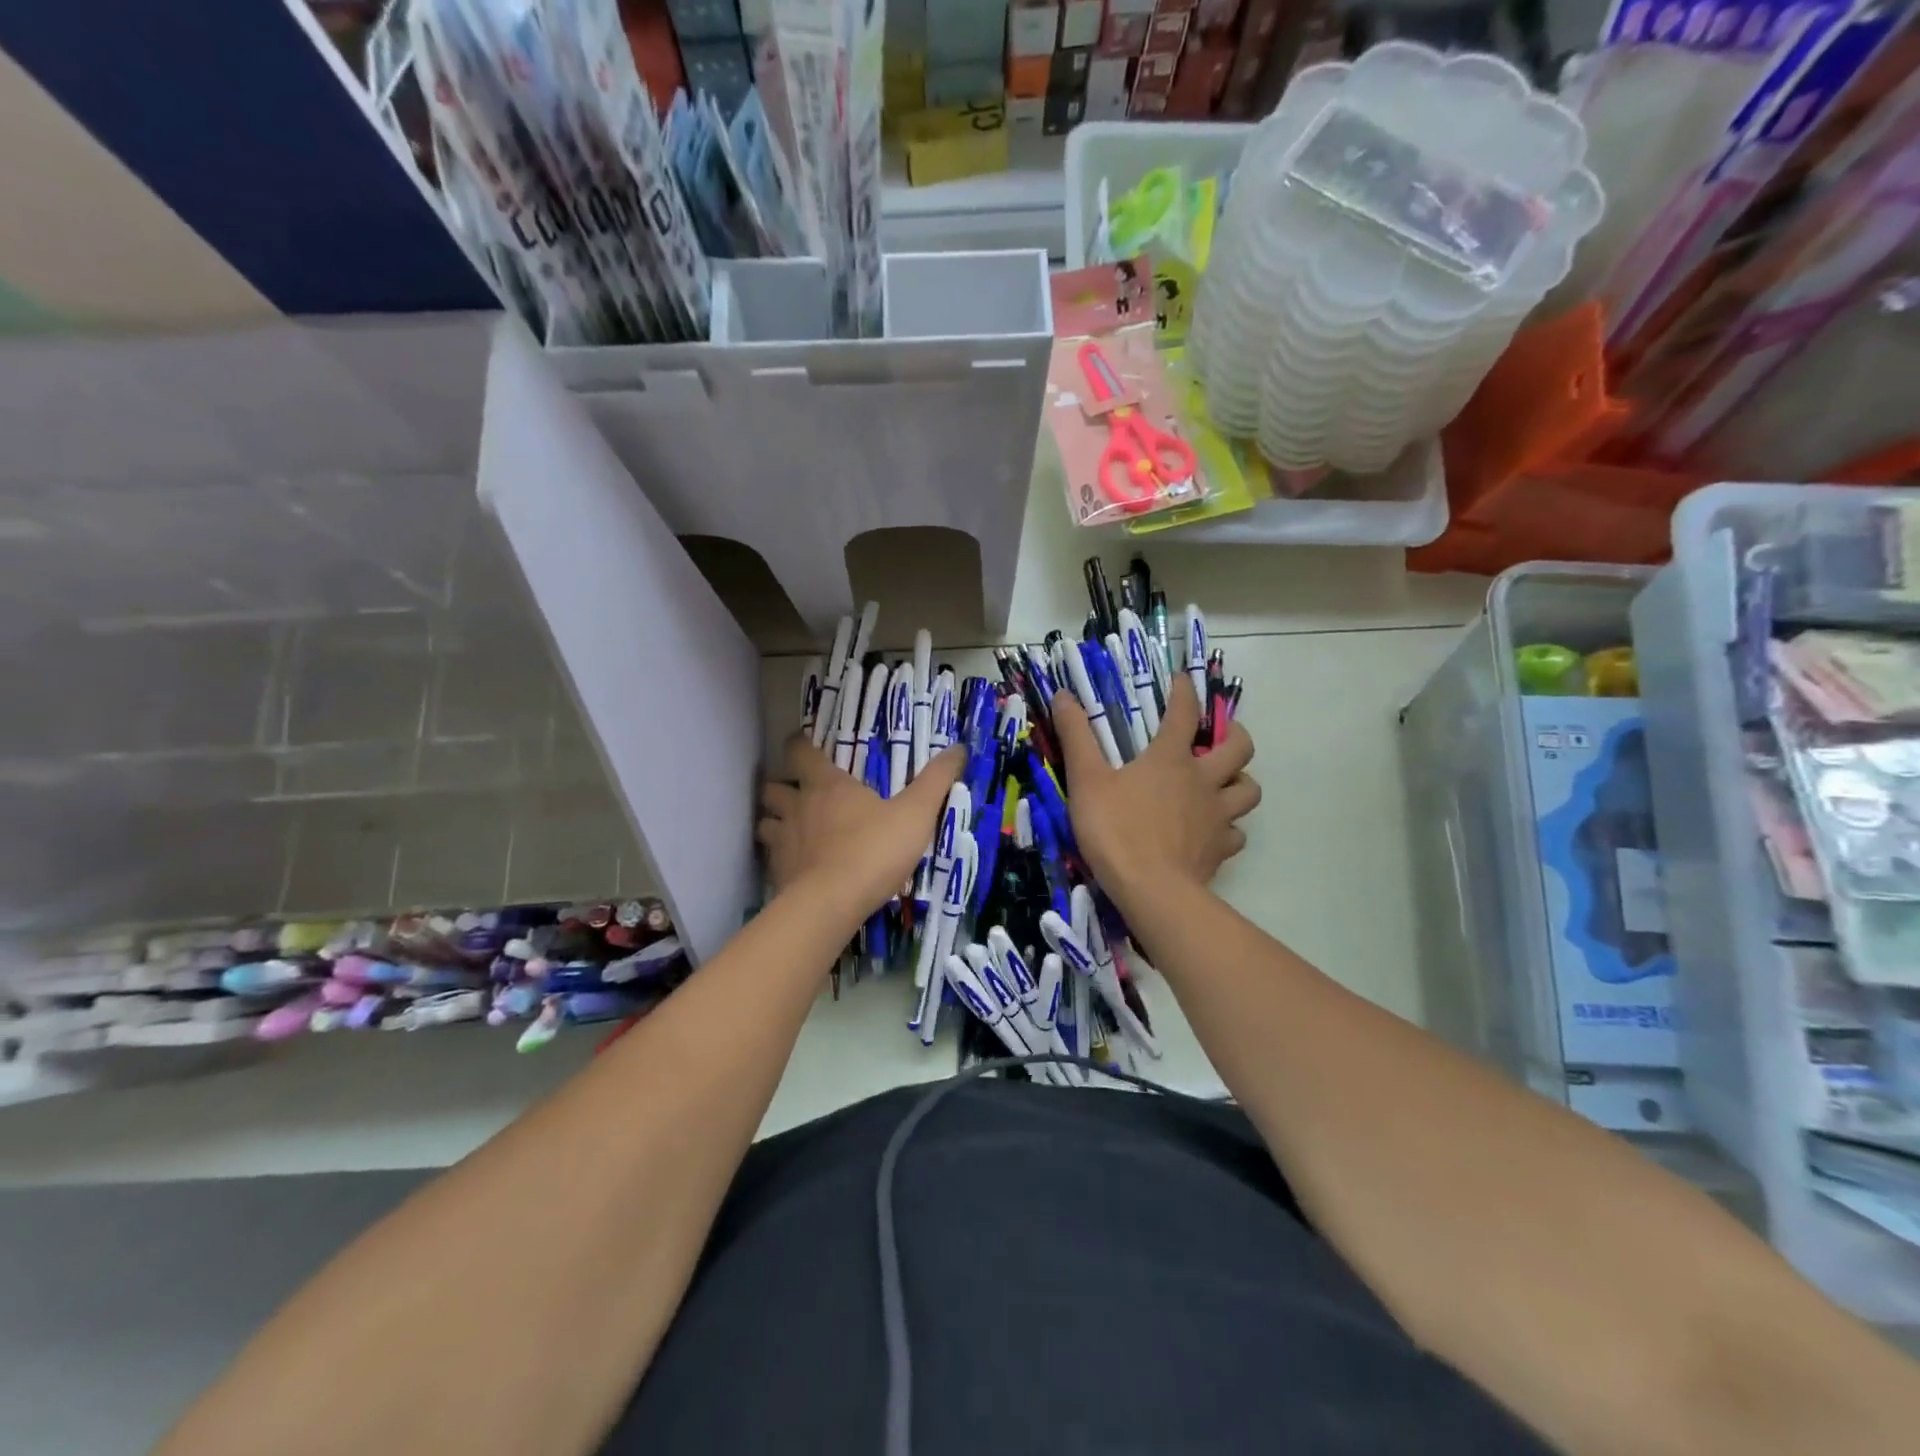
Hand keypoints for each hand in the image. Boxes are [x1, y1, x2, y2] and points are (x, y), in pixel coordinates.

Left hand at [756, 736, 966, 922]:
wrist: (833, 904)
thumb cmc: (874, 850)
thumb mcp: (916, 813)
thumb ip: (936, 780)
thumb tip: (959, 748)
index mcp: (827, 785)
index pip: (799, 751)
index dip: (799, 745)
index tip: (806, 746)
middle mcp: (798, 807)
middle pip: (772, 787)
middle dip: (782, 787)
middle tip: (799, 794)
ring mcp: (782, 841)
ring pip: (765, 821)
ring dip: (775, 821)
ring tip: (793, 829)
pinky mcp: (777, 874)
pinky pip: (770, 857)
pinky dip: (778, 856)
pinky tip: (796, 866)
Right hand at [1052, 674, 1259, 904]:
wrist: (1150, 890)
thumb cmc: (1115, 829)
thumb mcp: (1086, 780)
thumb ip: (1077, 736)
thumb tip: (1064, 694)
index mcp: (1170, 758)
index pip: (1184, 713)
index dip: (1185, 692)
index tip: (1183, 680)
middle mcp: (1202, 781)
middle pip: (1239, 748)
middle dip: (1235, 735)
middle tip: (1219, 739)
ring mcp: (1217, 816)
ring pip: (1248, 790)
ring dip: (1239, 782)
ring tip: (1223, 785)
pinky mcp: (1220, 849)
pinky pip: (1236, 834)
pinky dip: (1228, 829)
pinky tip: (1212, 833)